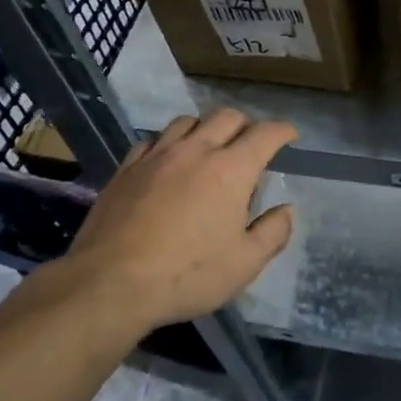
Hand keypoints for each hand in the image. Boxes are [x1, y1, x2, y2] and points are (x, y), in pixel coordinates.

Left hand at [58, 109, 297, 329]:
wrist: (110, 283)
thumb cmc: (186, 275)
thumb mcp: (244, 265)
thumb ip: (272, 233)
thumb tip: (286, 211)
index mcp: (232, 170)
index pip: (265, 134)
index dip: (283, 131)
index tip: (289, 136)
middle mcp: (197, 151)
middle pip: (227, 116)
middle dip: (246, 124)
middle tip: (251, 143)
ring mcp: (158, 155)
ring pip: (188, 121)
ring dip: (206, 127)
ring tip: (209, 146)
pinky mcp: (127, 167)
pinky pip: (154, 139)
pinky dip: (169, 142)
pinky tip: (168, 160)